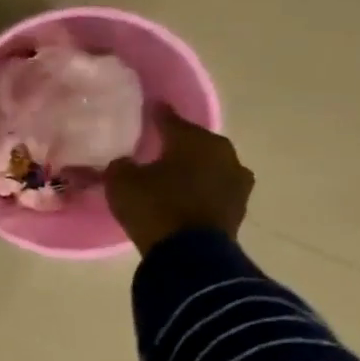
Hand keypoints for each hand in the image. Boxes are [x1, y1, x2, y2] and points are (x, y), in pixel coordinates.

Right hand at [105, 105, 254, 255]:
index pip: (171, 120)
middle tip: (156, 147)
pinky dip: (198, 190)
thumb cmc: (154, 206)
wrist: (189, 253)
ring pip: (207, 167)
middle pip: (194, 143)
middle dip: (177, 145)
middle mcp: (223, 154)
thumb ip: (121, 164)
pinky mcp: (238, 208)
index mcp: (195, 140)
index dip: (157, 114)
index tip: (150, 107)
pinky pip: (212, 190)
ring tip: (170, 176)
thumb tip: (126, 162)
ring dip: (191, 170)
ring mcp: (236, 182)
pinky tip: (182, 196)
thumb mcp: (121, 181)